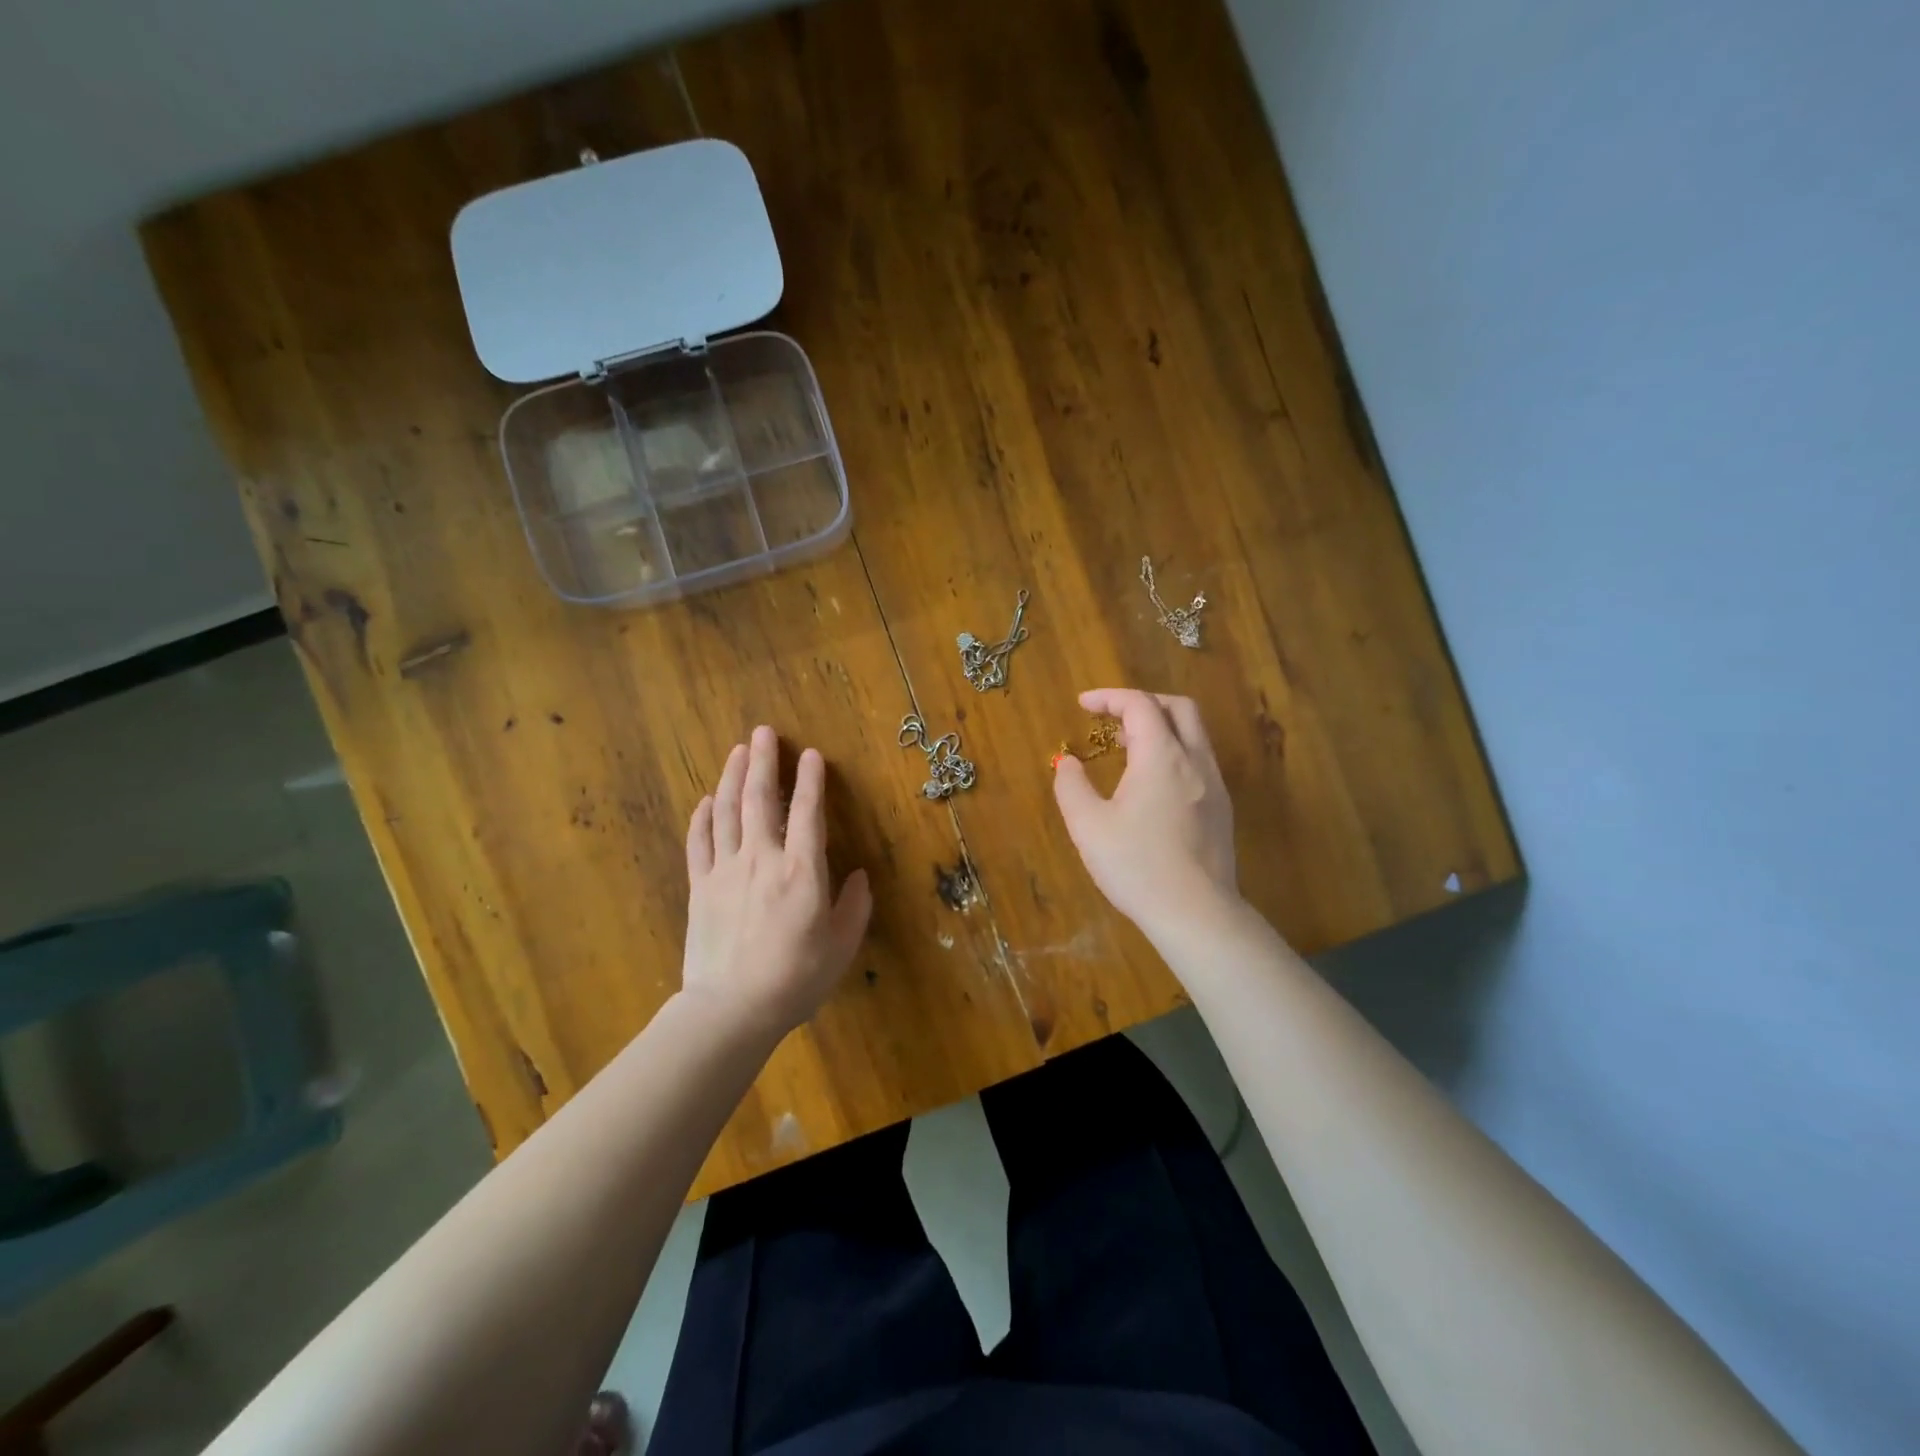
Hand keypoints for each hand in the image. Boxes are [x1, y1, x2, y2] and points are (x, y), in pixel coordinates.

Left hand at [682, 725, 872, 1039]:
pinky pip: (699, 843)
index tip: (811, 754)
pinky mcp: (700, 887)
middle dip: (764, 762)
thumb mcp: (841, 947)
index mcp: (802, 871)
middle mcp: (762, 859)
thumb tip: (858, 877)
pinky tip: (706, 800)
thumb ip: (854, 907)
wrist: (731, 1010)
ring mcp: (725, 870)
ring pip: (727, 812)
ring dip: (733, 777)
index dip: (811, 780)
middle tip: (762, 731)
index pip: (807, 812)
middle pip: (760, 799)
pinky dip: (702, 817)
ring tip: (737, 751)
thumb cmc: (795, 979)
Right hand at [1052, 689, 1240, 937]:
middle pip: (1178, 708)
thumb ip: (1072, 787)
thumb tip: (1068, 764)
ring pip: (1194, 735)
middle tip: (1113, 718)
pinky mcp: (1222, 810)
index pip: (1140, 705)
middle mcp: (1195, 761)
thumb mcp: (1088, 826)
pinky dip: (1173, 753)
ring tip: (1127, 748)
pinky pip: (1199, 761)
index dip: (1109, 697)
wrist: (1196, 914)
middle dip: (1143, 703)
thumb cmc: (1137, 866)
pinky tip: (1151, 784)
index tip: (1083, 705)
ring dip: (1161, 728)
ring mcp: (1215, 786)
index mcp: (1162, 757)